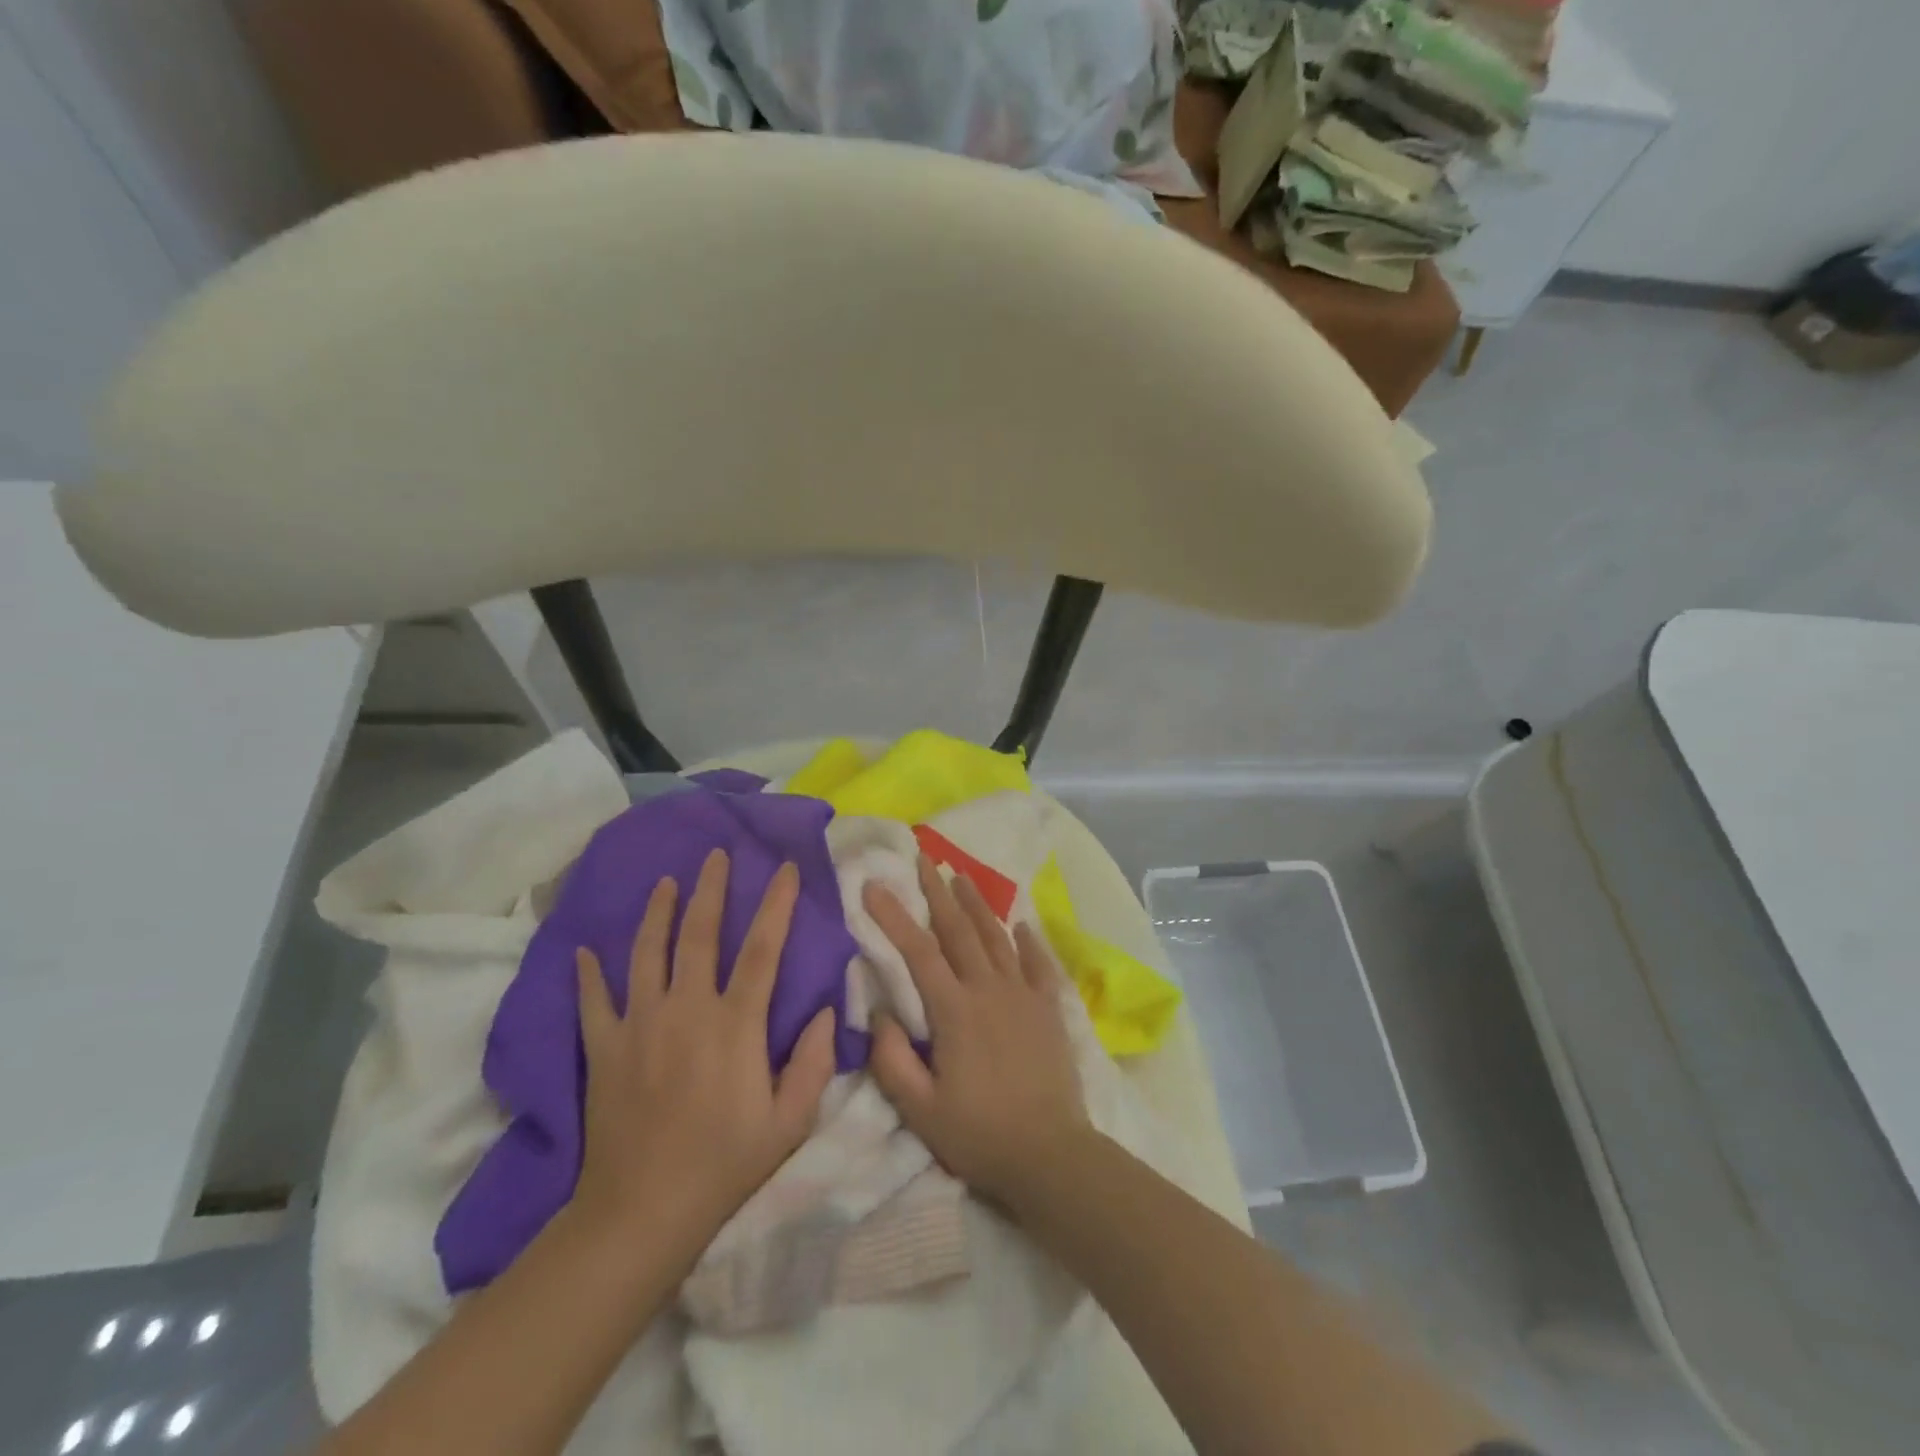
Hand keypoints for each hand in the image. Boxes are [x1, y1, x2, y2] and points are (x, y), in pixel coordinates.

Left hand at [571, 850, 836, 1257]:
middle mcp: (686, 1010)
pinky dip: (588, 974)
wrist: (642, 1212)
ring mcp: (639, 1026)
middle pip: (698, 934)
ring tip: (665, 882)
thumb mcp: (790, 1122)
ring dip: (657, 913)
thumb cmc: (725, 1164)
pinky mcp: (604, 1049)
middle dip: (710, 889)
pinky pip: (593, 1001)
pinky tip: (584, 951)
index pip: (761, 949)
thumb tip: (825, 1010)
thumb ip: (813, 1062)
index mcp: (734, 1025)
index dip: (775, 904)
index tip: (783, 868)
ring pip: (645, 954)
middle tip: (715, 854)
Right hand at [863, 856, 1089, 1207]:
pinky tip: (1022, 924)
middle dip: (938, 892)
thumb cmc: (980, 1135)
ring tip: (962, 876)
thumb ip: (892, 1059)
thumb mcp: (920, 1110)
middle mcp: (989, 989)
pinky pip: (1038, 964)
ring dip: (977, 905)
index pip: (918, 952)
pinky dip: (1029, 941)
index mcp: (955, 1011)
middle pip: (959, 931)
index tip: (874, 885)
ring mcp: (1023, 995)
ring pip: (996, 938)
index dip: (893, 916)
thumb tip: (878, 1011)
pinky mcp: (1049, 1009)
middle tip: (923, 860)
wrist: (1050, 1154)